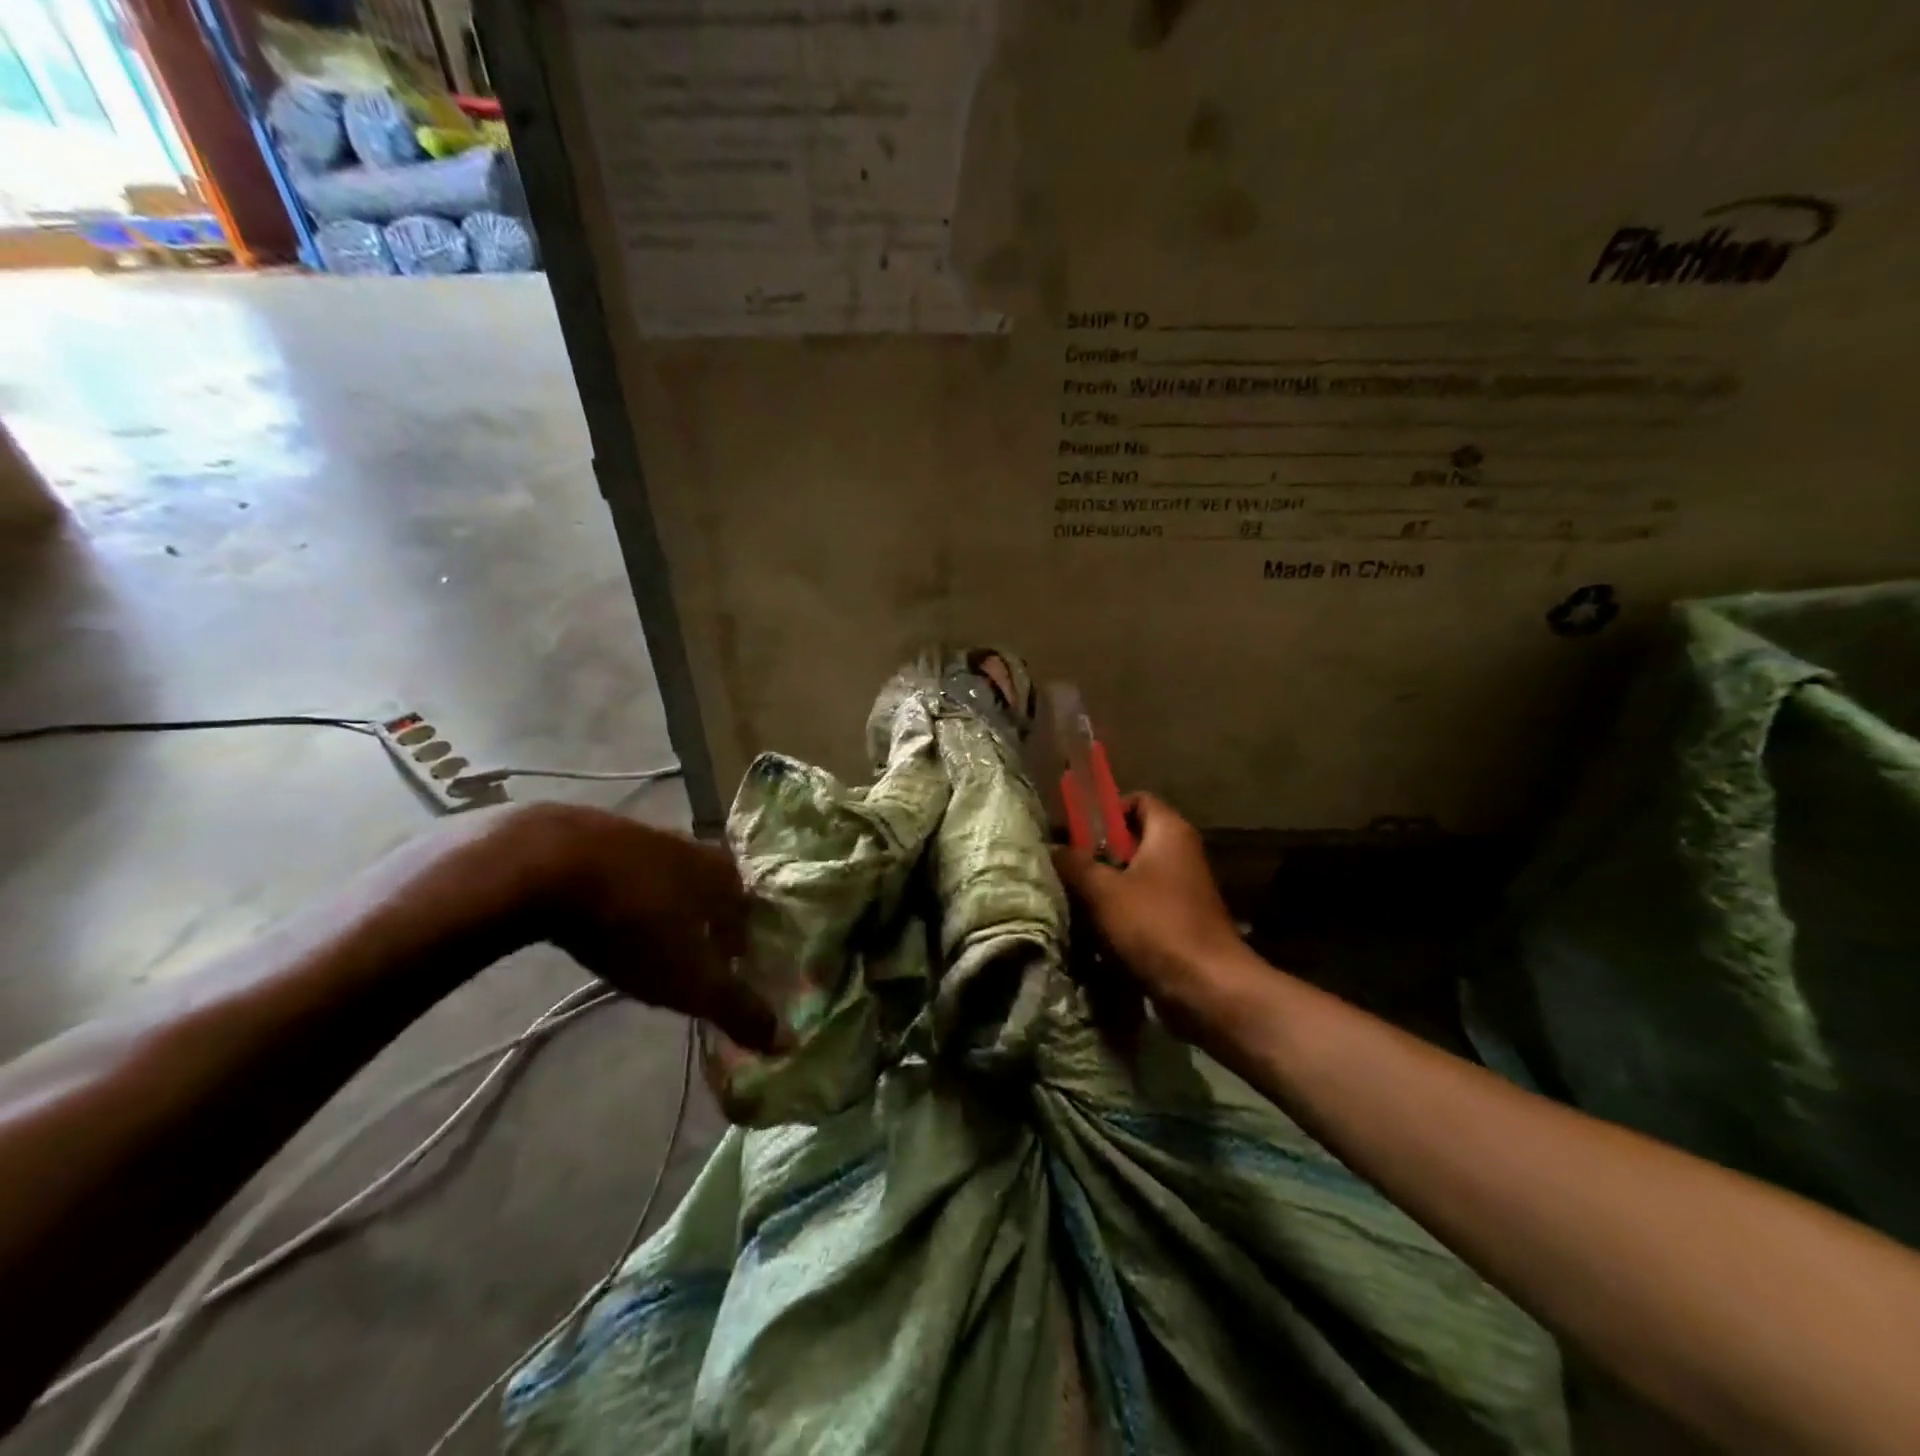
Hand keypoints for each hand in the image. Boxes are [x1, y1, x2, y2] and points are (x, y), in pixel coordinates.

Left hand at [445, 803, 784, 1052]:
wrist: (548, 864)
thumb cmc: (637, 923)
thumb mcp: (691, 979)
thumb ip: (738, 1009)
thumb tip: (787, 1041)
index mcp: (726, 876)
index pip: (751, 914)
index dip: (744, 947)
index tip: (732, 975)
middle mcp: (694, 848)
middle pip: (711, 893)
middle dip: (705, 925)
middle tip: (690, 961)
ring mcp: (644, 835)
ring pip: (667, 879)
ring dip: (664, 907)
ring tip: (646, 941)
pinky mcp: (596, 834)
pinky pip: (623, 870)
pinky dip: (622, 893)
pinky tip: (602, 915)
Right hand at [1052, 793, 1245, 1025]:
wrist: (1207, 989)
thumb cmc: (1156, 926)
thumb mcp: (1104, 891)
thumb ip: (1074, 864)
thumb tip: (1051, 849)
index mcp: (1169, 832)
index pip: (1136, 799)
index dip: (1105, 811)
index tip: (1077, 833)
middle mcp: (1181, 853)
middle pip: (1131, 840)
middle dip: (1097, 854)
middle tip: (1067, 869)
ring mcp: (1183, 890)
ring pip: (1134, 876)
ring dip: (1105, 888)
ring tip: (1074, 901)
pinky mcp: (1180, 922)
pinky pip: (1143, 906)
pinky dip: (1120, 914)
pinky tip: (1096, 931)